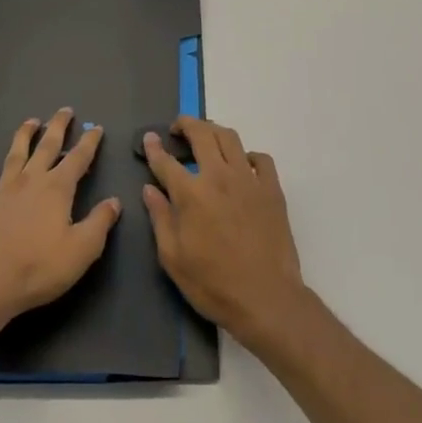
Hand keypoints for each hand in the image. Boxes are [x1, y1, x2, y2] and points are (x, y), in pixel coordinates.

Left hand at [0, 108, 120, 325]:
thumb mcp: (82, 249)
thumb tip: (114, 201)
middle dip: (58, 127)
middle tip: (65, 110)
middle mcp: (30, 181)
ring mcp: (2, 191)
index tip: (96, 127)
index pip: (78, 158)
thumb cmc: (40, 267)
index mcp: (57, 188)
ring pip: (15, 155)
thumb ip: (100, 222)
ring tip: (31, 121)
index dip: (89, 142)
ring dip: (24, 136)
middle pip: (46, 146)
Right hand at [142, 117, 306, 350]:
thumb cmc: (213, 283)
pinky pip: (261, 158)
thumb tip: (149, 189)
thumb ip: (160, 218)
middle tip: (178, 129)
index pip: (166, 161)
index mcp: (191, 194)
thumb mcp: (173, 258)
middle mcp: (219, 176)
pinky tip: (242, 165)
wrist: (266, 298)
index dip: (154, 147)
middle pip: (202, 134)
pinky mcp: (272, 189)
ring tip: (206, 137)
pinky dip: (247, 155)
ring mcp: (249, 180)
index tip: (150, 138)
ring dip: (214, 131)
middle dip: (186, 124)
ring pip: (231, 138)